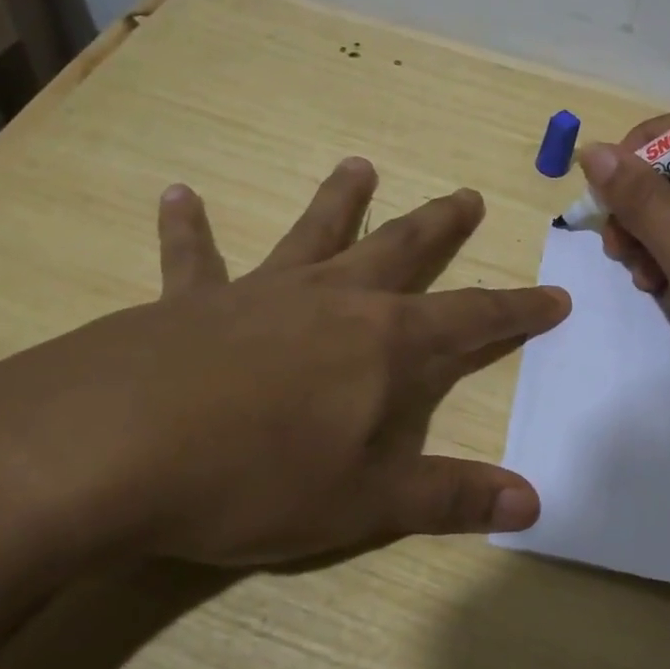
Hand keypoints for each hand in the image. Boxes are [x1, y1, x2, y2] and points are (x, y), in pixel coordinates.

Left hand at [0, 158, 568, 566]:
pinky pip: (192, 257)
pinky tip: (177, 194)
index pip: (472, 319)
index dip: (518, 310)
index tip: (555, 295)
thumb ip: (448, 497)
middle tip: (466, 197)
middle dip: (440, 228)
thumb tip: (532, 503)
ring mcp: (261, 292)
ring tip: (359, 166)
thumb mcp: (363, 503)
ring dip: (340, 200)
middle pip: (401, 250)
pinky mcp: (191, 301)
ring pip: (313, 233)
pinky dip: (187, 227)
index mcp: (383, 344)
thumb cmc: (255, 478)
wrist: (114, 449)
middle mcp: (331, 299)